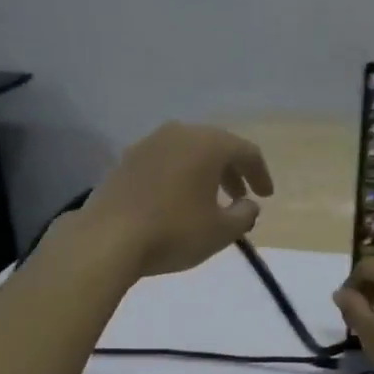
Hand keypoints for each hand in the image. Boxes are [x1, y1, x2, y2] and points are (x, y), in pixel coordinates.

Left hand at [72, 122, 273, 277]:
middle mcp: (178, 134)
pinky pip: (164, 163)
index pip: (245, 151)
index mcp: (207, 144)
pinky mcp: (125, 161)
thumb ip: (244, 215)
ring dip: (205, 174)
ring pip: (187, 153)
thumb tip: (249, 205)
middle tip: (241, 197)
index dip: (260, 174)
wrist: (107, 239)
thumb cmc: (174, 232)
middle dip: (232, 172)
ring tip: (210, 202)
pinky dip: (180, 177)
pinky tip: (178, 202)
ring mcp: (147, 144)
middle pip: (215, 146)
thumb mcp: (221, 231)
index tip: (266, 196)